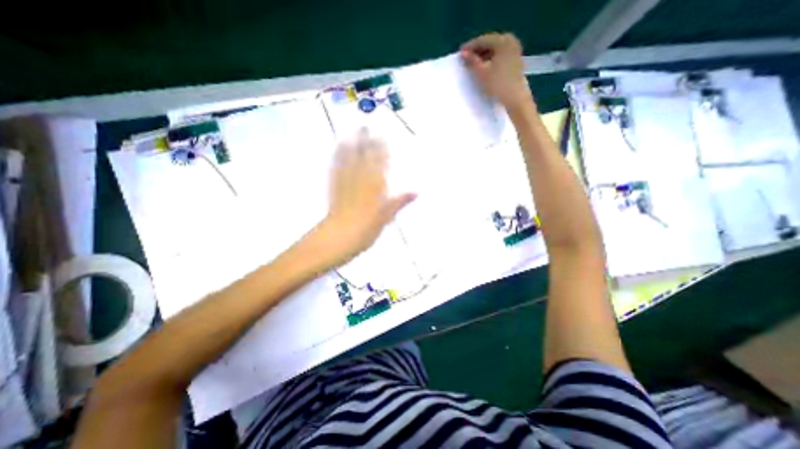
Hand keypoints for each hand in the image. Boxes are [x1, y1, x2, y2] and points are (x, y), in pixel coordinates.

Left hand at [318, 129, 415, 263]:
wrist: (339, 237)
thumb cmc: (366, 229)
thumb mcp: (386, 217)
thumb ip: (400, 202)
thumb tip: (416, 192)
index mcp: (375, 186)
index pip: (380, 164)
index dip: (381, 149)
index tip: (383, 136)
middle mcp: (360, 180)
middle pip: (364, 157)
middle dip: (366, 142)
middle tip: (366, 126)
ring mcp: (345, 182)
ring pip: (349, 159)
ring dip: (351, 144)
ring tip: (352, 131)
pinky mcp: (334, 187)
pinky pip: (336, 167)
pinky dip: (338, 156)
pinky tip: (338, 149)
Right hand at [460, 34, 532, 114]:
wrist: (515, 98)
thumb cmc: (497, 84)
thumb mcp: (481, 73)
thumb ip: (471, 61)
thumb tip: (463, 53)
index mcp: (503, 41)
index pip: (483, 40)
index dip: (470, 46)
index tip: (459, 52)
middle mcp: (510, 41)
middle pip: (490, 43)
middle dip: (477, 50)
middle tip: (465, 58)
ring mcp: (514, 50)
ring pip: (494, 49)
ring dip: (483, 55)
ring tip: (473, 64)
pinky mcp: (515, 60)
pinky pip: (499, 55)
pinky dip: (490, 59)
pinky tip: (484, 67)